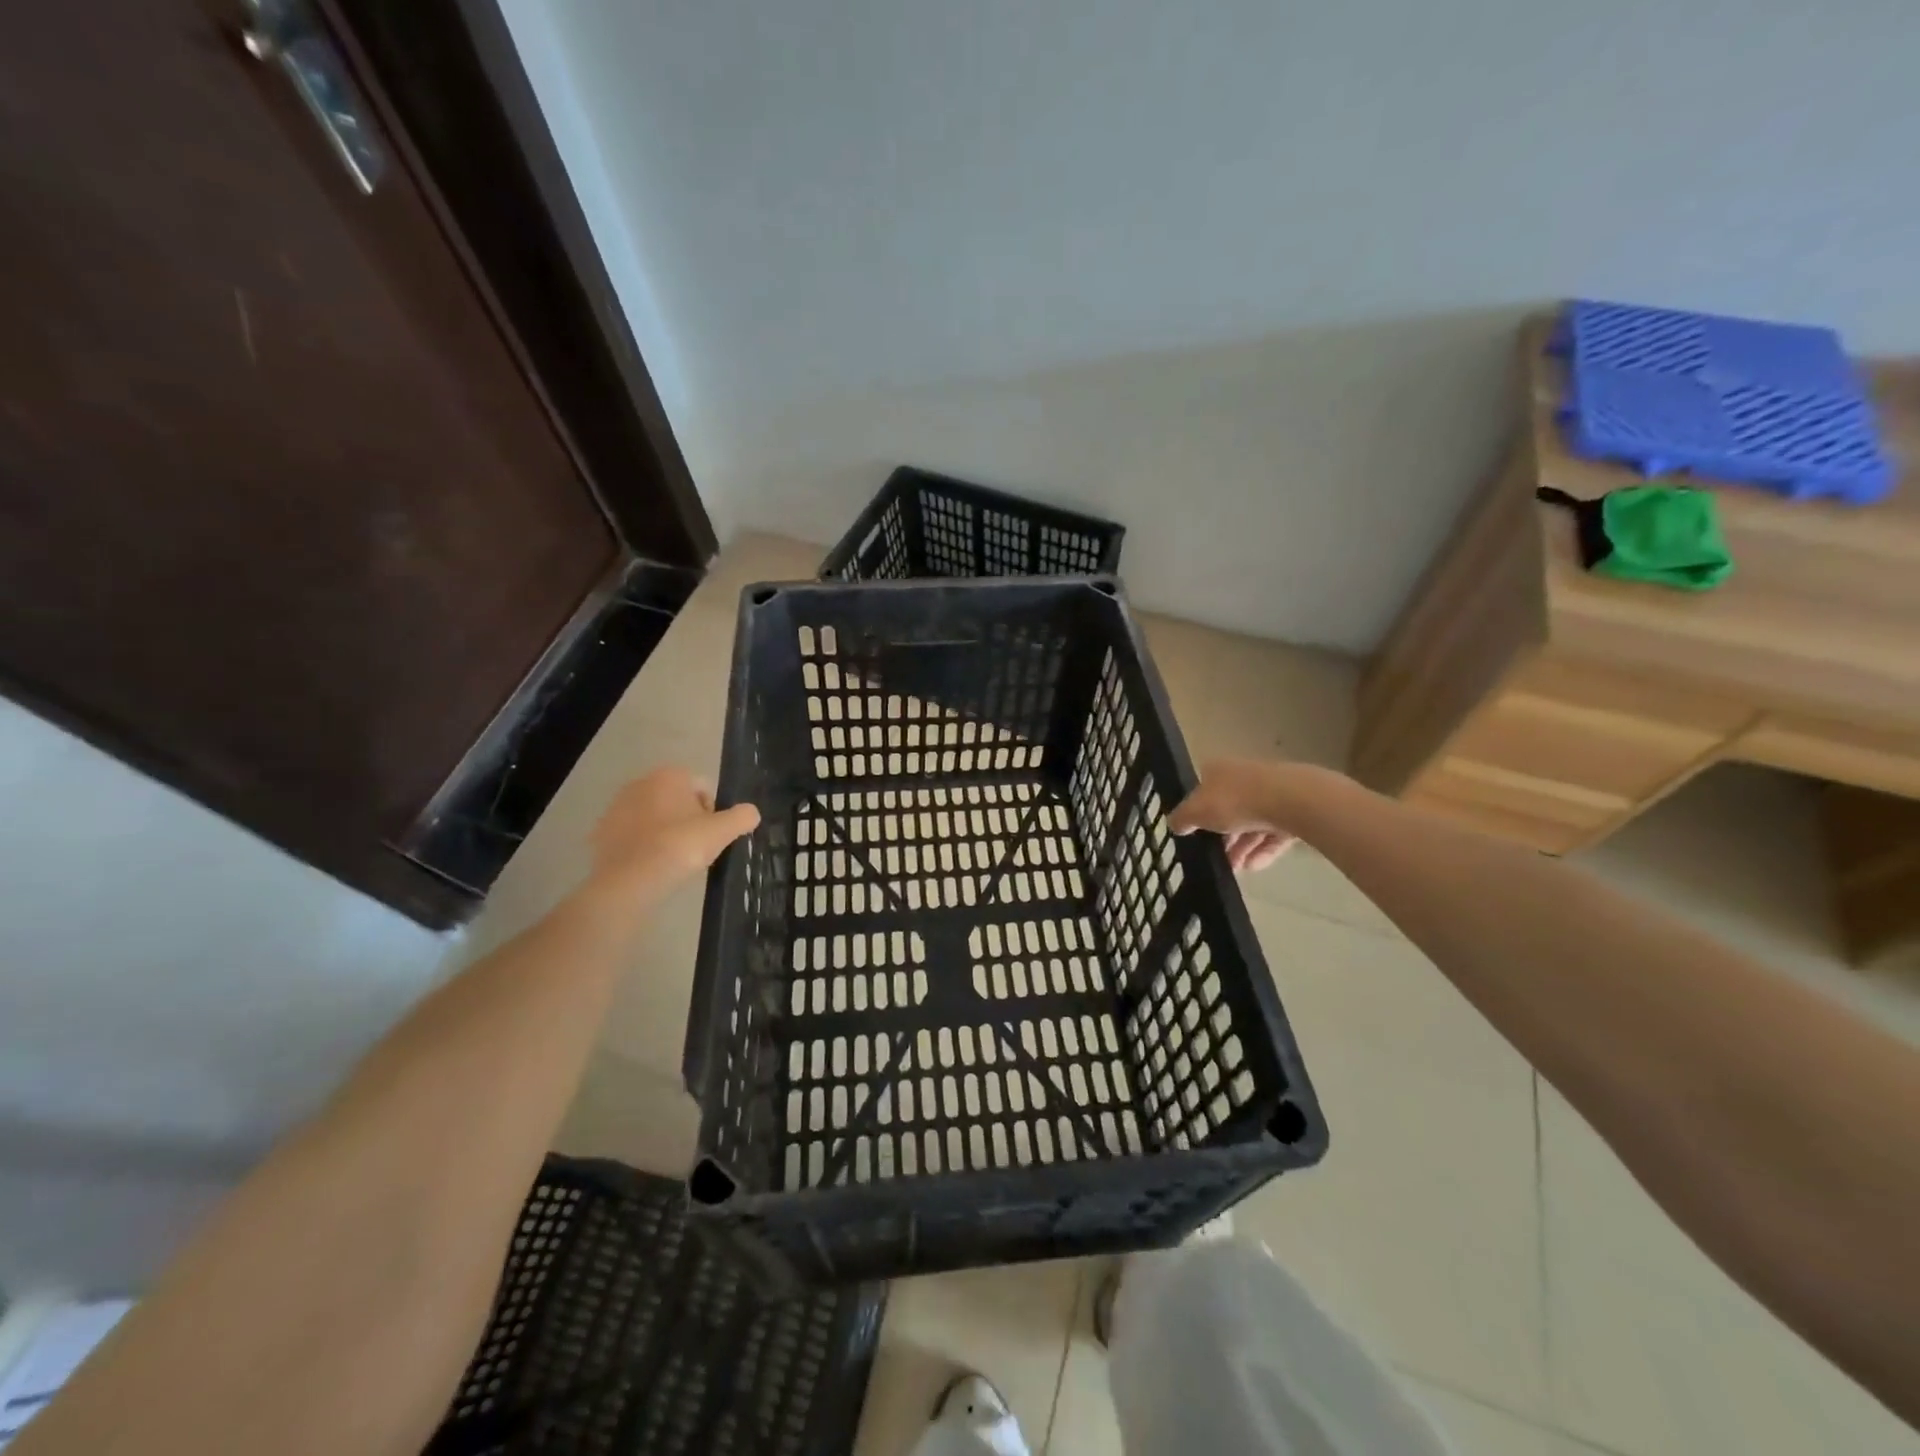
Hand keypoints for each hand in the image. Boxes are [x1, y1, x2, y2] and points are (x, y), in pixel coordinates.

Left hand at [587, 767, 759, 901]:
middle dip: (686, 819)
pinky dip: (642, 846)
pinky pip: (632, 836)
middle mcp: (640, 783)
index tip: (712, 836)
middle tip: (694, 848)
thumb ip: (742, 817)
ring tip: (672, 860)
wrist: (630, 881)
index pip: (703, 787)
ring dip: (664, 832)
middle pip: (676, 800)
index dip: (713, 812)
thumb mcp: (722, 832)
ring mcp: (616, 807)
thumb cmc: (680, 847)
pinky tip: (650, 866)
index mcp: (670, 776)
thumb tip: (751, 813)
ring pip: (653, 817)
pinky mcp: (601, 832)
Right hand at [1169, 758, 1297, 872]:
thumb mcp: (1196, 812)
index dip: (1197, 813)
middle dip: (1222, 836)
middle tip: (1216, 858)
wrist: (1289, 800)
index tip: (1196, 835)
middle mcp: (1243, 776)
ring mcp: (1271, 792)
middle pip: (1228, 808)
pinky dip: (1263, 849)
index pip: (1202, 790)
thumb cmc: (1234, 801)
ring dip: (1242, 847)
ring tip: (1236, 869)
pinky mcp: (1293, 809)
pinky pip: (1274, 832)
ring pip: (1252, 822)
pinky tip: (1254, 866)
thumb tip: (1174, 824)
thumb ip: (1182, 819)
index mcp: (1218, 770)